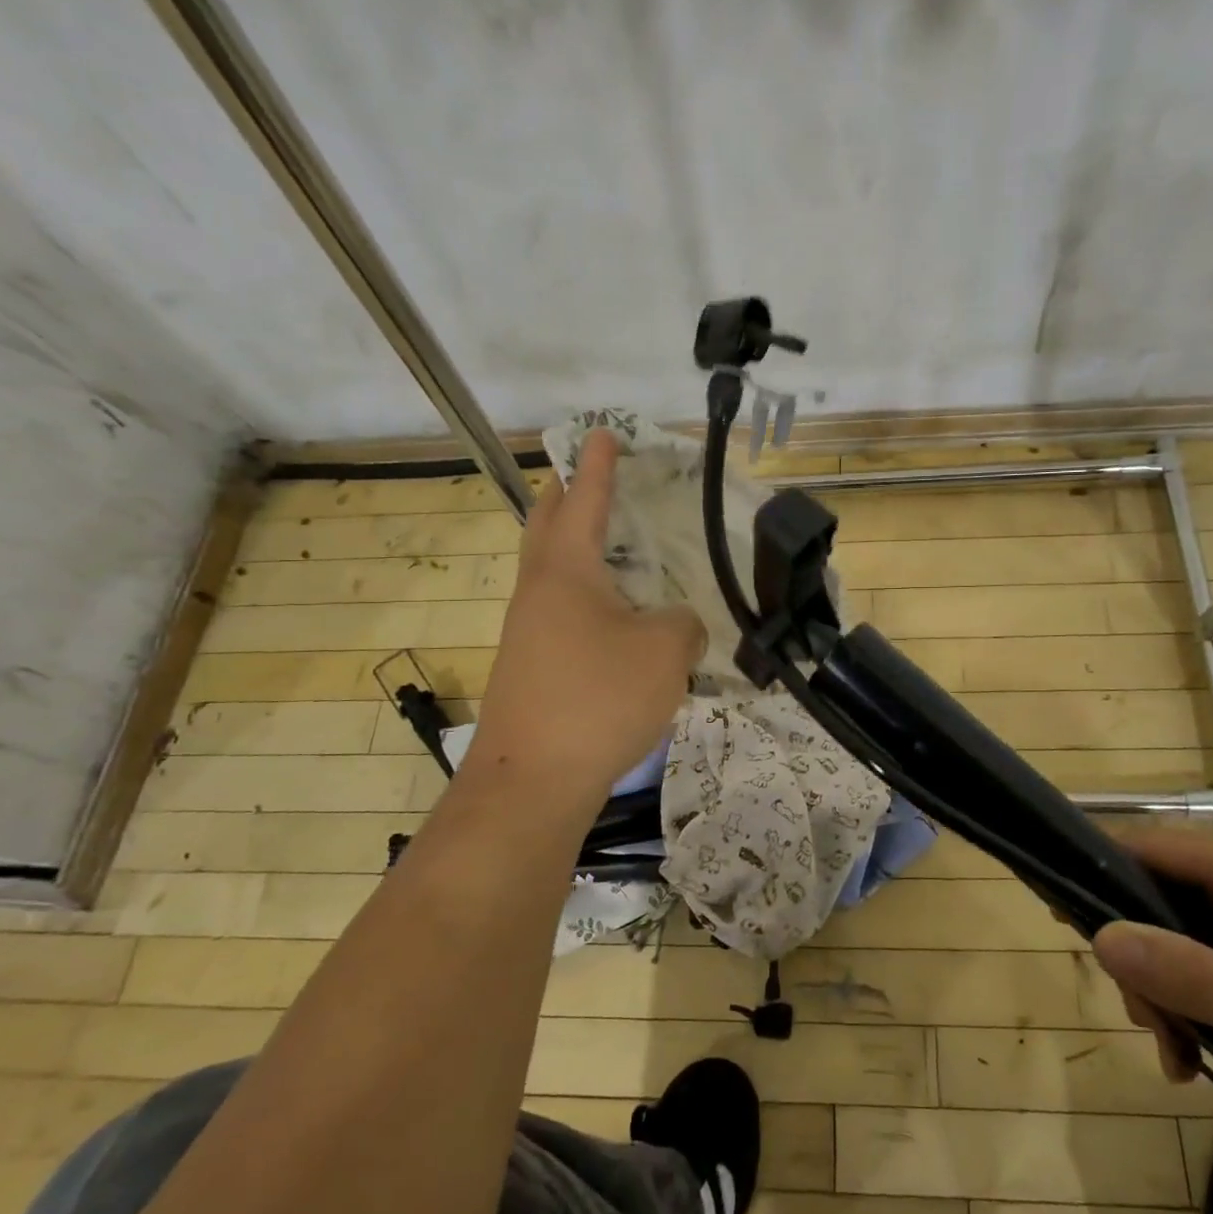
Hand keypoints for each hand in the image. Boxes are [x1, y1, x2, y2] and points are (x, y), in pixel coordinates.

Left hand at [469, 429, 704, 807]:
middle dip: (567, 495)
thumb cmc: (598, 698)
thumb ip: (685, 624)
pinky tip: (613, 618)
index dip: (598, 465)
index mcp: (566, 569)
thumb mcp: (665, 652)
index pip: (584, 499)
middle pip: (546, 526)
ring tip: (611, 546)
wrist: (532, 780)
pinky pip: (559, 611)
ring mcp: (527, 632)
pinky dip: (583, 595)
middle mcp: (538, 591)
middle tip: (590, 477)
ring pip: (550, 572)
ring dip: (573, 547)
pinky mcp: (531, 667)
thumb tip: (677, 625)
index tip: (602, 433)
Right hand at [1092, 830, 1212, 1176]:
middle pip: (1172, 897)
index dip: (1099, 874)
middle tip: (1155, 1033)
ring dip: (1183, 989)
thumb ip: (1188, 974)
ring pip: (1204, 934)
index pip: (1152, 847)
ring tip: (1188, 1060)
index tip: (1063, 920)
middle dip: (1148, 960)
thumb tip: (1097, 932)